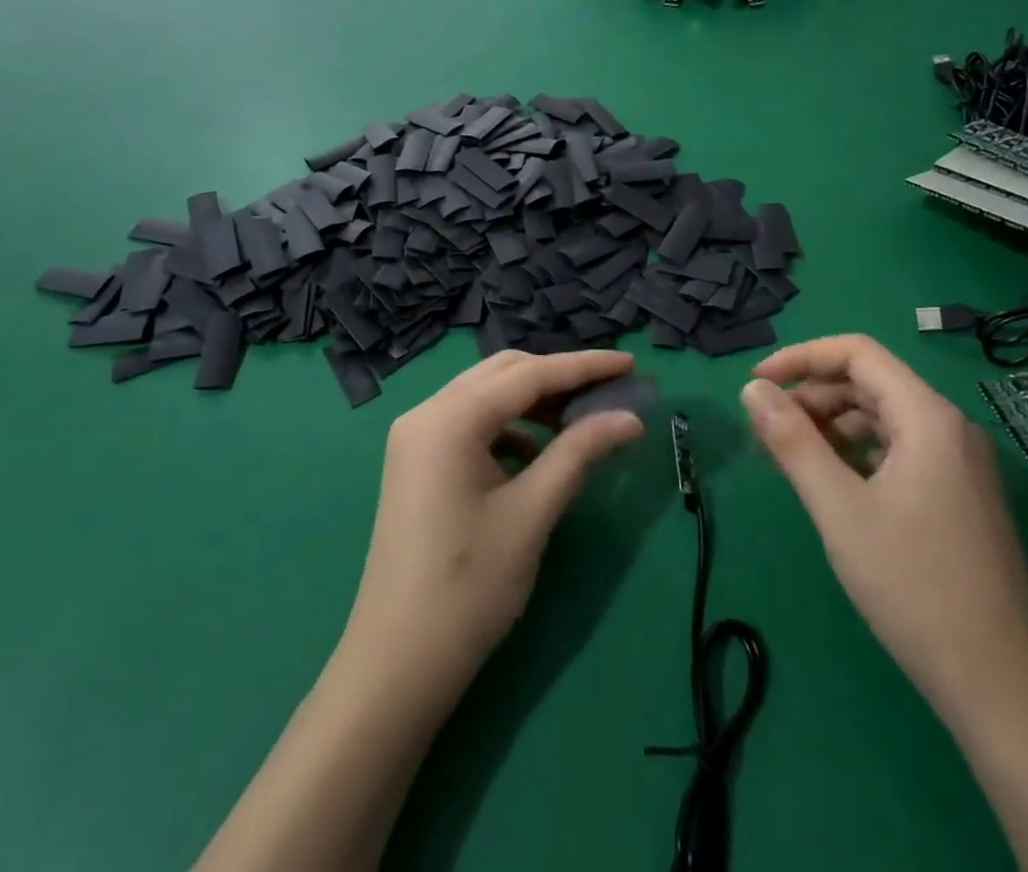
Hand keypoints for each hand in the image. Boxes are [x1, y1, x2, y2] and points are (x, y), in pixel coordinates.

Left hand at [344, 349, 645, 689]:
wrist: (397, 664)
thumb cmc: (469, 587)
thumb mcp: (532, 512)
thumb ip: (580, 452)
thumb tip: (631, 417)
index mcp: (449, 417)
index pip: (529, 375)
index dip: (584, 366)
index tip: (630, 362)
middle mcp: (426, 412)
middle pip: (503, 374)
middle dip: (559, 377)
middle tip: (609, 390)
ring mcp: (416, 437)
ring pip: (486, 395)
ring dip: (534, 401)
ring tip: (581, 421)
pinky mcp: (417, 461)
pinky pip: (470, 423)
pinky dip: (509, 427)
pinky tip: (538, 454)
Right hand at [740, 335, 1027, 727]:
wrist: (1000, 690)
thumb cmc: (913, 588)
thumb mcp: (839, 510)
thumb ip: (792, 441)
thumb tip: (752, 388)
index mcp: (928, 418)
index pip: (858, 353)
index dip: (801, 358)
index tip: (757, 383)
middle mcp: (950, 429)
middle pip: (869, 384)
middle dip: (811, 397)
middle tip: (764, 430)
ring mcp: (960, 465)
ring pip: (882, 420)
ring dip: (830, 427)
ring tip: (785, 456)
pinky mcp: (959, 497)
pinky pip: (898, 452)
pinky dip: (855, 454)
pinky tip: (827, 483)